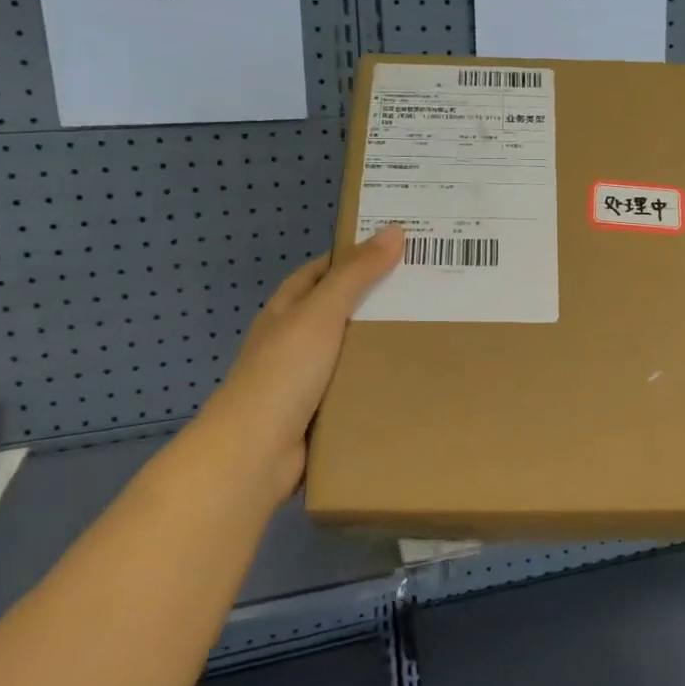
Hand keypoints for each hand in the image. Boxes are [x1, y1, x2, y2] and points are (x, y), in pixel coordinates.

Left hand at [189, 226, 402, 509]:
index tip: (397, 249)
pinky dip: (377, 382)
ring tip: (430, 331)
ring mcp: (304, 379)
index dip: (354, 256)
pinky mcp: (319, 413)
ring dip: (380, 344)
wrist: (254, 455)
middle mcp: (293, 340)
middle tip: (427, 291)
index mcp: (286, 311)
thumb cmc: (283, 374)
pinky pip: (354, 389)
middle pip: (339, 311)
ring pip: (350, 352)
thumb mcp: (320, 314)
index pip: (321, 271)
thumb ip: (356, 275)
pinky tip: (410, 379)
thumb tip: (394, 231)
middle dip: (376, 301)